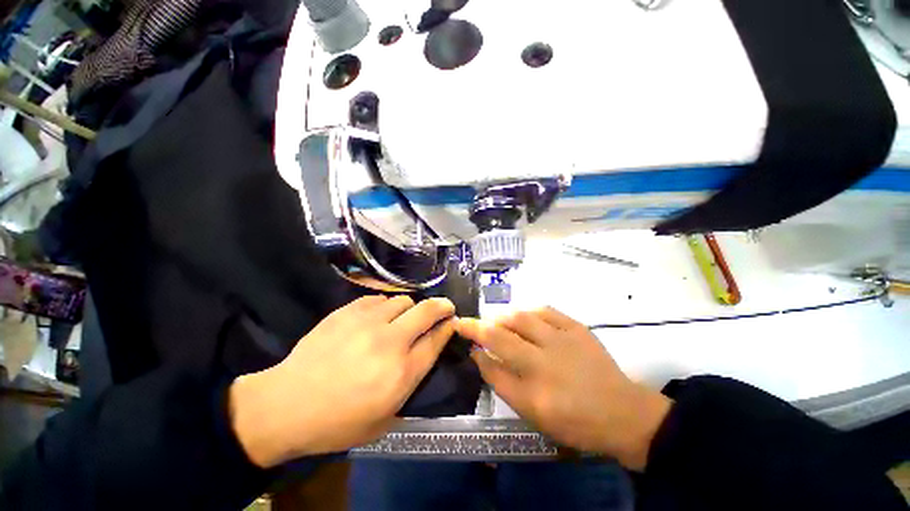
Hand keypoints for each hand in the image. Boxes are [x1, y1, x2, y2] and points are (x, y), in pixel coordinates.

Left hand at [230, 295, 455, 467]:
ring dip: (409, 308)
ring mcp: (368, 322)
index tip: (452, 322)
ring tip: (402, 318)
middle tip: (445, 308)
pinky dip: (384, 306)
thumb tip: (425, 356)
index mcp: (402, 372)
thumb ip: (411, 387)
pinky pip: (378, 298)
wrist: (288, 405)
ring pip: (403, 300)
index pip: (437, 339)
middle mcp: (390, 341)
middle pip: (428, 311)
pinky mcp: (348, 312)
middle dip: (442, 306)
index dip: (449, 327)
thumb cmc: (338, 422)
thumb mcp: (384, 421)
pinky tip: (377, 317)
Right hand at [456, 308, 671, 470]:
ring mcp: (563, 341)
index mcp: (535, 393)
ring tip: (496, 320)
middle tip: (469, 322)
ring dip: (501, 316)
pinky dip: (527, 310)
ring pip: (521, 317)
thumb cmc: (575, 422)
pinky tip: (523, 316)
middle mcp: (545, 363)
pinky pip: (545, 310)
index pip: (491, 364)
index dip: (473, 345)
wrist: (623, 413)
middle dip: (478, 325)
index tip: (460, 331)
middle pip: (501, 336)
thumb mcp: (533, 415)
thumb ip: (502, 384)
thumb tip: (479, 355)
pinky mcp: (577, 328)